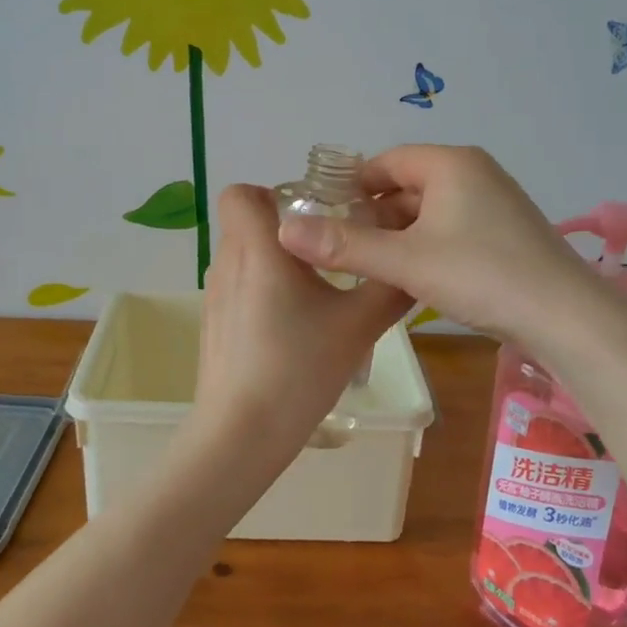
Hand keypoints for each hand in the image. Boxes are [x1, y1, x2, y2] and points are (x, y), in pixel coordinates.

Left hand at [183, 184, 411, 487]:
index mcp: (258, 248)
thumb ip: (390, 288)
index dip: (272, 194)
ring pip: (243, 255)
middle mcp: (228, 262)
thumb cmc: (299, 367)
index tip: (311, 217)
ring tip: (315, 292)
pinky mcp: (213, 323)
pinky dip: (262, 290)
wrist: (242, 433)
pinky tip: (292, 327)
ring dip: (275, 261)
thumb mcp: (359, 325)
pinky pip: (237, 286)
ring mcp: (215, 295)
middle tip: (328, 253)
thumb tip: (414, 265)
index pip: (240, 192)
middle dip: (286, 229)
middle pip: (247, 222)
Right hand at [275, 144, 592, 344]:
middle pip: (407, 185)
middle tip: (341, 247)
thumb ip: (345, 246)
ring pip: (430, 210)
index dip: (351, 187)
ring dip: (399, 233)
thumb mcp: (405, 261)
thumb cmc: (481, 275)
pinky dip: (426, 244)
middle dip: (373, 215)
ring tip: (369, 265)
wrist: (566, 317)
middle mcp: (474, 173)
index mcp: (450, 164)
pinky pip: (452, 227)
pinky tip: (411, 275)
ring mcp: (495, 202)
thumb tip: (285, 231)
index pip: (385, 162)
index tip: (323, 216)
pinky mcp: (506, 231)